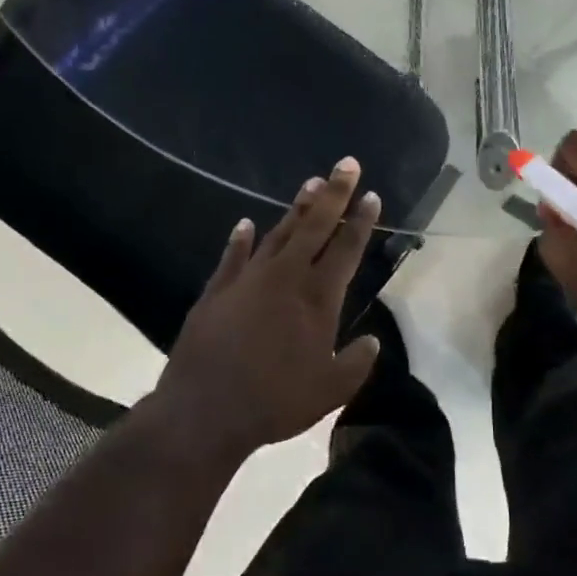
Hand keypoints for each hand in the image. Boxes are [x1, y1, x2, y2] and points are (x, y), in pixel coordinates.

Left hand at [149, 158, 382, 463]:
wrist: (204, 411)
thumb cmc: (274, 402)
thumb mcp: (329, 392)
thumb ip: (355, 364)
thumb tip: (372, 342)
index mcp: (317, 299)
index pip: (346, 249)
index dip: (361, 221)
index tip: (372, 195)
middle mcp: (285, 278)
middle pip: (315, 226)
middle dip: (334, 193)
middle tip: (347, 164)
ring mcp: (248, 280)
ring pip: (278, 233)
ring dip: (296, 208)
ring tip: (311, 183)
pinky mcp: (218, 290)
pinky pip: (233, 256)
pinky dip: (241, 239)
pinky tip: (245, 224)